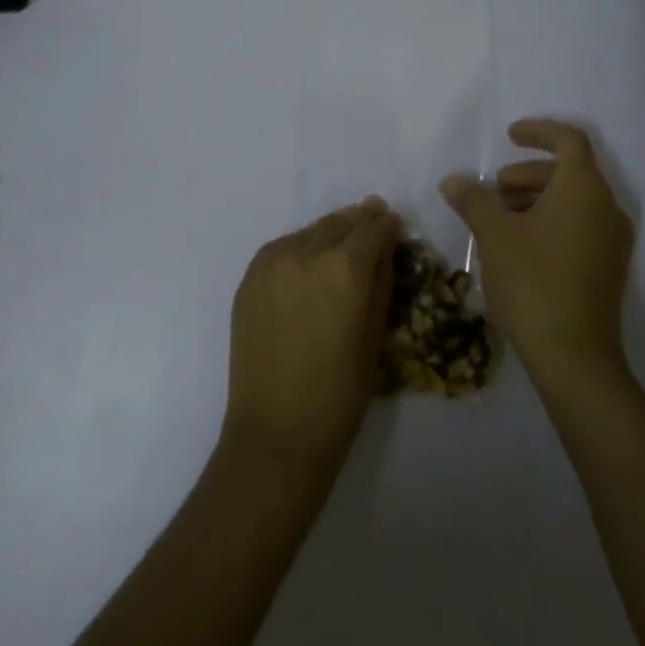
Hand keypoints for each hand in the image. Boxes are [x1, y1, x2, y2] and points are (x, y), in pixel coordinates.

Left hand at [220, 198, 399, 480]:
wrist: (276, 430)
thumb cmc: (340, 393)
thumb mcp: (375, 336)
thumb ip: (381, 282)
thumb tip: (385, 250)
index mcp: (345, 267)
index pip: (372, 229)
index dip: (387, 225)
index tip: (394, 223)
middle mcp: (306, 252)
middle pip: (339, 223)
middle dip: (360, 220)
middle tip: (373, 216)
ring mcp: (272, 262)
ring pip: (309, 232)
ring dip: (330, 231)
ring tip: (343, 236)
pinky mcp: (250, 277)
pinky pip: (282, 248)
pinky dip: (301, 246)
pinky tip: (310, 258)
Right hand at [441, 119, 634, 389]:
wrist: (574, 358)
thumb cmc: (533, 281)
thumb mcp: (494, 234)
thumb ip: (473, 199)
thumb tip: (453, 181)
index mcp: (584, 189)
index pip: (569, 140)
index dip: (538, 132)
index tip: (508, 136)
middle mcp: (606, 209)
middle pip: (569, 172)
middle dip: (527, 173)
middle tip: (494, 188)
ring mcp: (612, 242)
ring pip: (573, 202)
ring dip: (535, 198)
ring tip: (498, 219)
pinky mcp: (607, 270)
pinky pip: (579, 226)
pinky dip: (549, 221)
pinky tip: (517, 246)